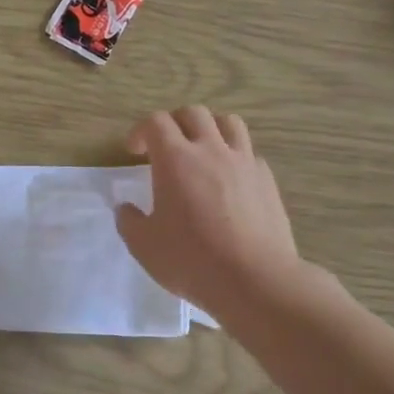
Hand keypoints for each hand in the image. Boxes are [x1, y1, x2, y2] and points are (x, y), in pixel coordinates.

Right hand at [115, 107, 306, 321]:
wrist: (255, 280)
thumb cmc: (192, 260)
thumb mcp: (144, 246)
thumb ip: (130, 222)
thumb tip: (126, 208)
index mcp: (175, 159)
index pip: (156, 122)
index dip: (141, 131)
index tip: (134, 151)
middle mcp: (211, 150)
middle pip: (193, 113)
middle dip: (174, 122)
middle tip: (165, 146)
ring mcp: (244, 162)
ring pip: (228, 122)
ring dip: (210, 128)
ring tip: (202, 150)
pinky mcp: (267, 180)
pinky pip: (249, 153)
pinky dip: (234, 156)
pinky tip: (229, 181)